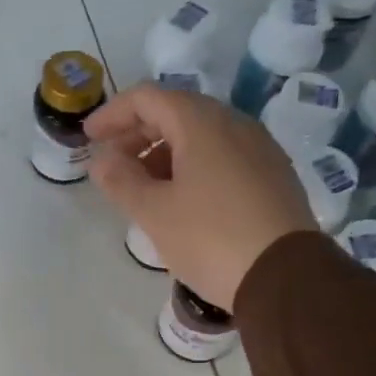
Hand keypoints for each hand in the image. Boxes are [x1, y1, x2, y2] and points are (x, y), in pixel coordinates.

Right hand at [86, 87, 315, 309]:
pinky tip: (182, 199)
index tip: (89, 138)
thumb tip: (101, 161)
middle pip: (176, 112)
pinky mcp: (274, 176)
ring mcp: (260, 149)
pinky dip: (193, 166)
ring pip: (202, 136)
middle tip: (113, 164)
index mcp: (202, 123)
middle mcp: (235, 124)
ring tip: (143, 187)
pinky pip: (223, 156)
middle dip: (138, 134)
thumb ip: (121, 181)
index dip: (113, 114)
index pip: (148, 98)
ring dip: (165, 152)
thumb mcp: (154, 212)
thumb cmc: (210, 239)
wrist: (285, 278)